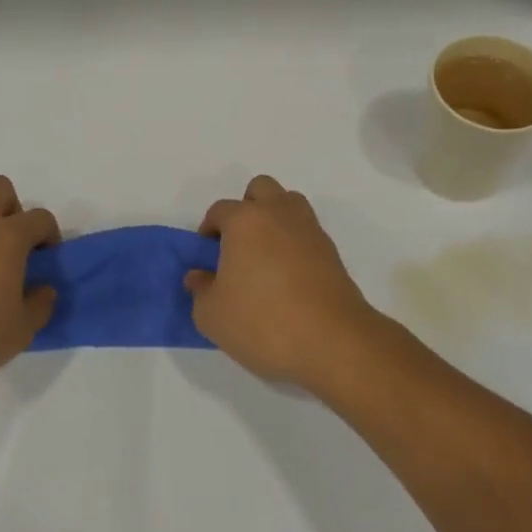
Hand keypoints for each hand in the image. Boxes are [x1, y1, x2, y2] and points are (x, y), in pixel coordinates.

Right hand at [184, 175, 381, 390]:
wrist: (332, 342)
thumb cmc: (263, 322)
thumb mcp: (212, 315)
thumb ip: (200, 290)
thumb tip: (199, 276)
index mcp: (245, 221)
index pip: (220, 210)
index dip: (209, 230)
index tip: (207, 258)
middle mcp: (279, 214)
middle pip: (261, 189)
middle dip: (246, 208)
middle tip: (238, 245)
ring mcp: (309, 230)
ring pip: (289, 204)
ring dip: (274, 219)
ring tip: (265, 256)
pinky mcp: (331, 251)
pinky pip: (306, 232)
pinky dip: (295, 243)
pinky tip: (288, 276)